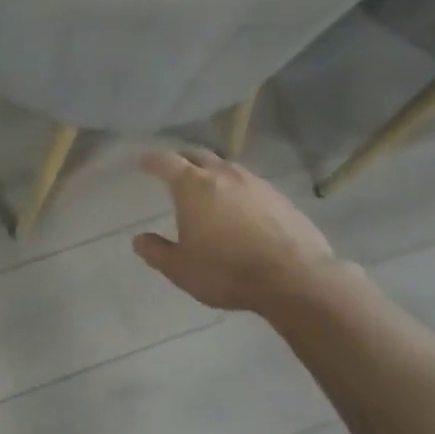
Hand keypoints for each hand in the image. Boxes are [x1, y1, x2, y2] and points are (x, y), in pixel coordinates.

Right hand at [133, 149, 338, 313]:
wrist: (296, 278)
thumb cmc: (227, 271)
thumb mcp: (181, 269)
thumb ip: (156, 252)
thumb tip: (138, 240)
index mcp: (193, 186)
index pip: (166, 162)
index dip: (151, 161)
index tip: (143, 163)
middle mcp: (223, 174)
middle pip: (197, 154)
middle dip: (181, 159)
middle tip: (173, 169)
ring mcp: (255, 183)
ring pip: (226, 167)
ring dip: (212, 171)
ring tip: (207, 187)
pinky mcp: (280, 197)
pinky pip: (250, 184)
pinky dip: (237, 189)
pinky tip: (240, 207)